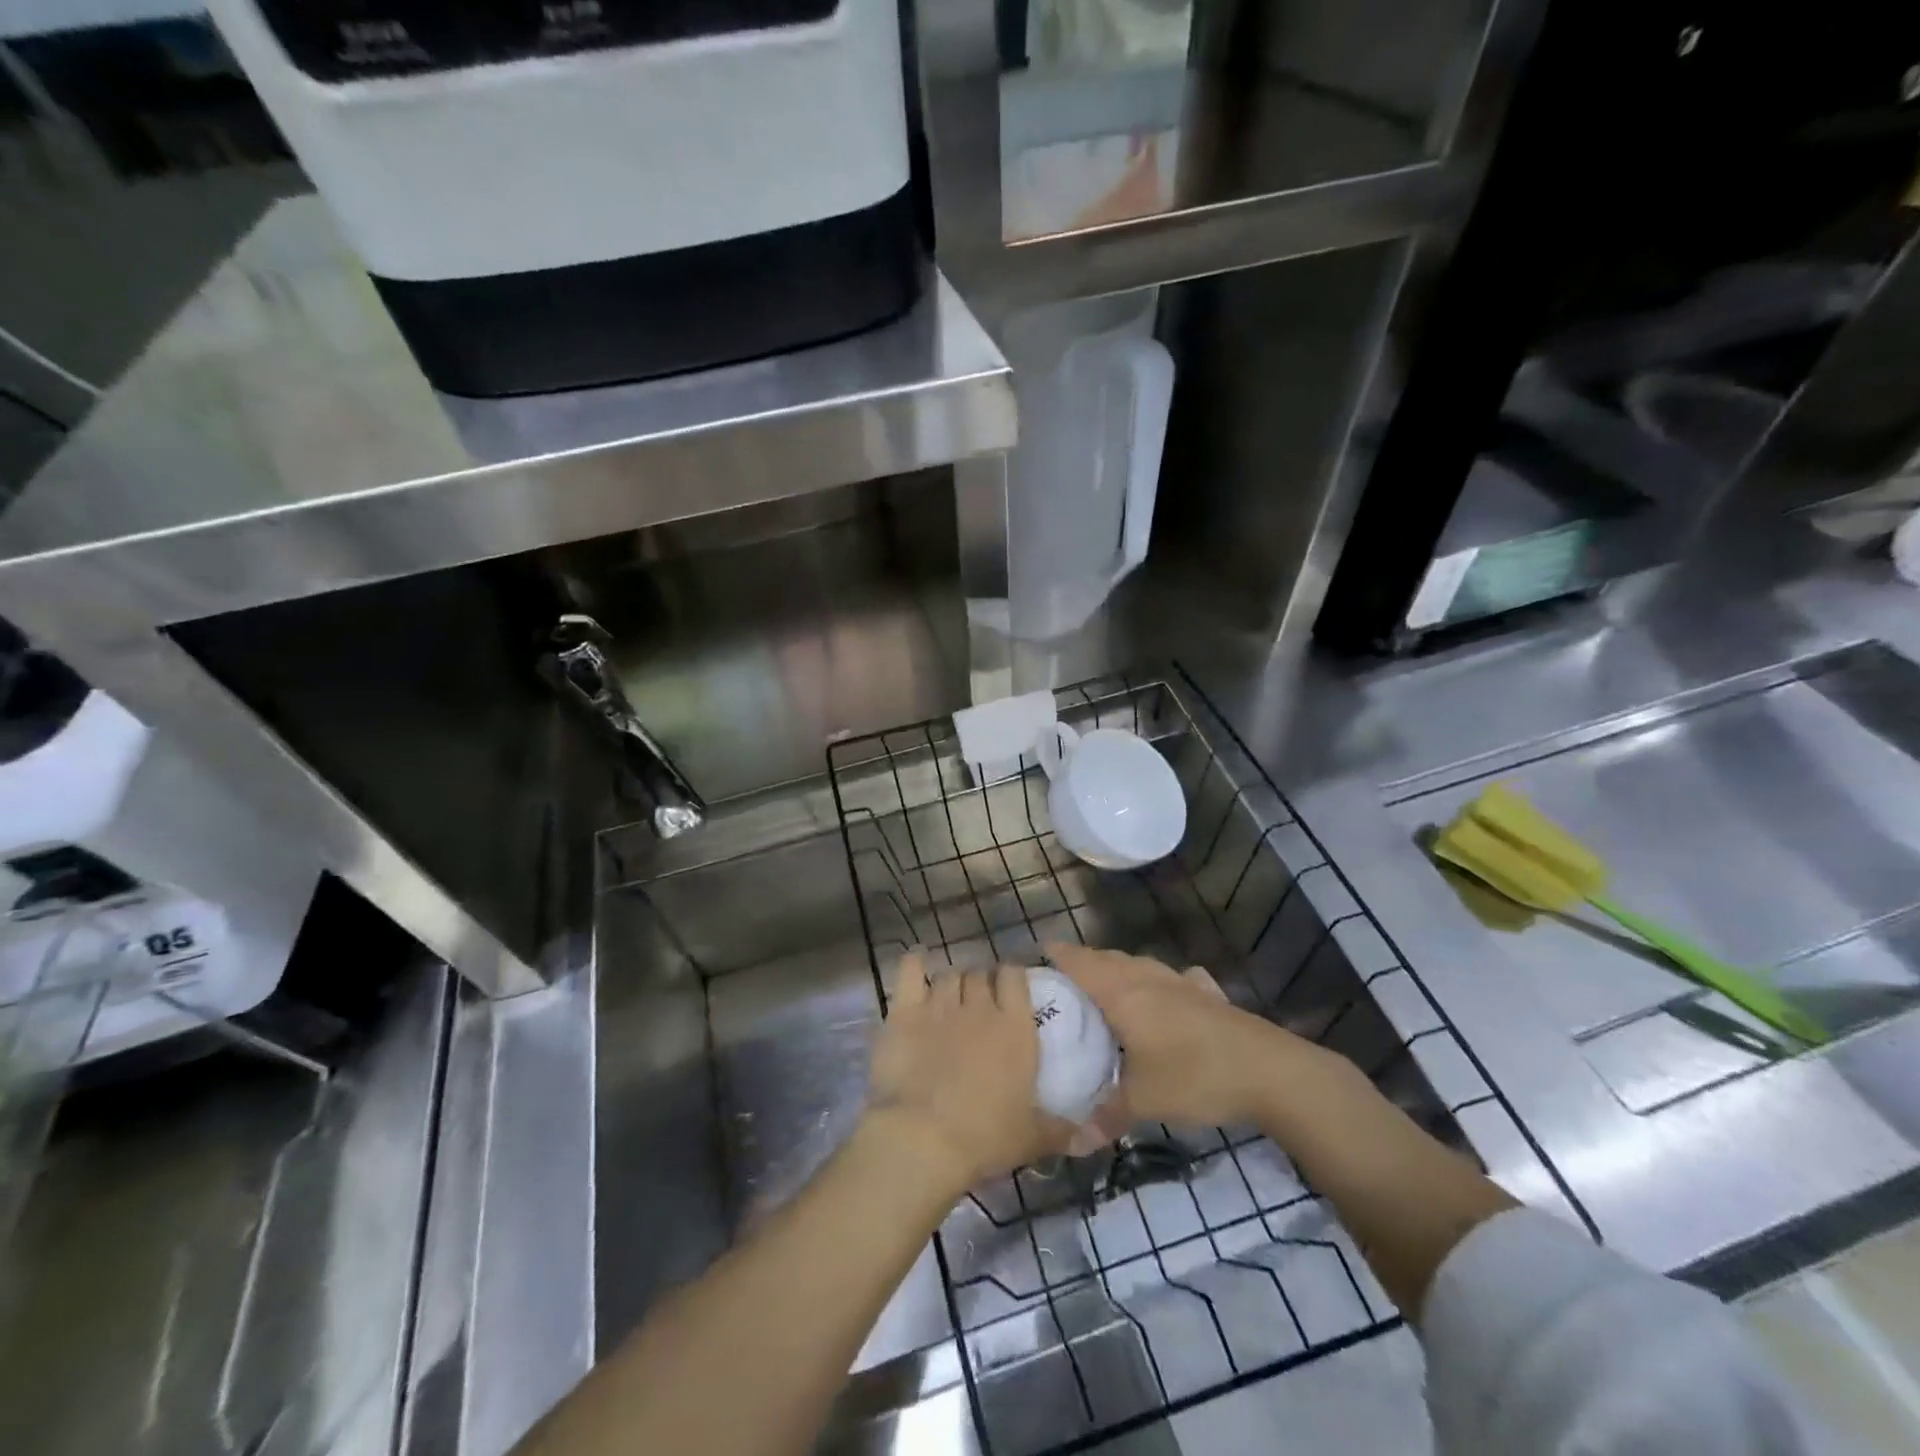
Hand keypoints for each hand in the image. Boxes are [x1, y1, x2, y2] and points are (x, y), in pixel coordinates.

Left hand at [864, 951, 1071, 1196]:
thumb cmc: (984, 1138)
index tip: (1010, 988)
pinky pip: (910, 970)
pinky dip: (915, 962)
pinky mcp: (905, 1012)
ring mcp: (940, 1005)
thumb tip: (1085, 1136)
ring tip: (951, 997)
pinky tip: (918, 960)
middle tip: (979, 1002)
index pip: (1015, 976)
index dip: (1011, 976)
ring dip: (954, 982)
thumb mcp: (1032, 1139)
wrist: (923, 1140)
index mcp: (1014, 1027)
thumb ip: (1061, 1130)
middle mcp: (979, 1006)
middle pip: (980, 974)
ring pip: (950, 975)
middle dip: (981, 982)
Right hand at [1048, 943, 1337, 1129]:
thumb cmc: (1195, 1076)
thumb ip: (1106, 1117)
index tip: (1035, 960)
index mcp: (1122, 992)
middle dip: (1083, 965)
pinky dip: (1161, 984)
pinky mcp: (1208, 995)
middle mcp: (1147, 977)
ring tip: (1106, 992)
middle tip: (1063, 987)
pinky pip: (1174, 979)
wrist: (1270, 1071)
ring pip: (1139, 965)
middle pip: (1106, 958)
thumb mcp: (1144, 1102)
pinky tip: (1167, 999)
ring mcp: (1181, 982)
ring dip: (1119, 971)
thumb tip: (1072, 1143)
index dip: (1056, 956)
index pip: (1078, 961)